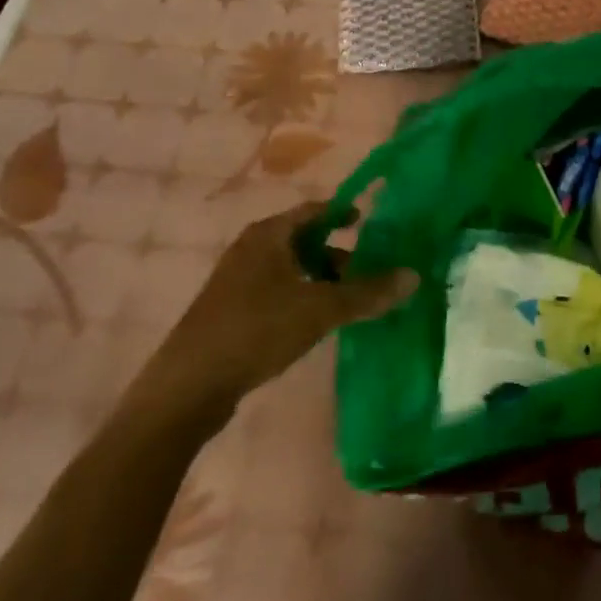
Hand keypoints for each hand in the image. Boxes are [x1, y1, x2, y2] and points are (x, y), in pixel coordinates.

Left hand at [129, 202, 418, 434]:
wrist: (185, 389)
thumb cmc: (255, 331)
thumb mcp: (319, 309)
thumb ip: (366, 293)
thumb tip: (414, 275)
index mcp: (269, 234)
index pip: (315, 210)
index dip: (344, 213)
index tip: (370, 223)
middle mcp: (251, 248)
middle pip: (304, 240)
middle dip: (337, 254)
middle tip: (368, 271)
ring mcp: (237, 281)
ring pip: (290, 269)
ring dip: (320, 280)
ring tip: (348, 302)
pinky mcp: (230, 312)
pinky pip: (276, 292)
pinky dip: (301, 298)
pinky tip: (315, 325)